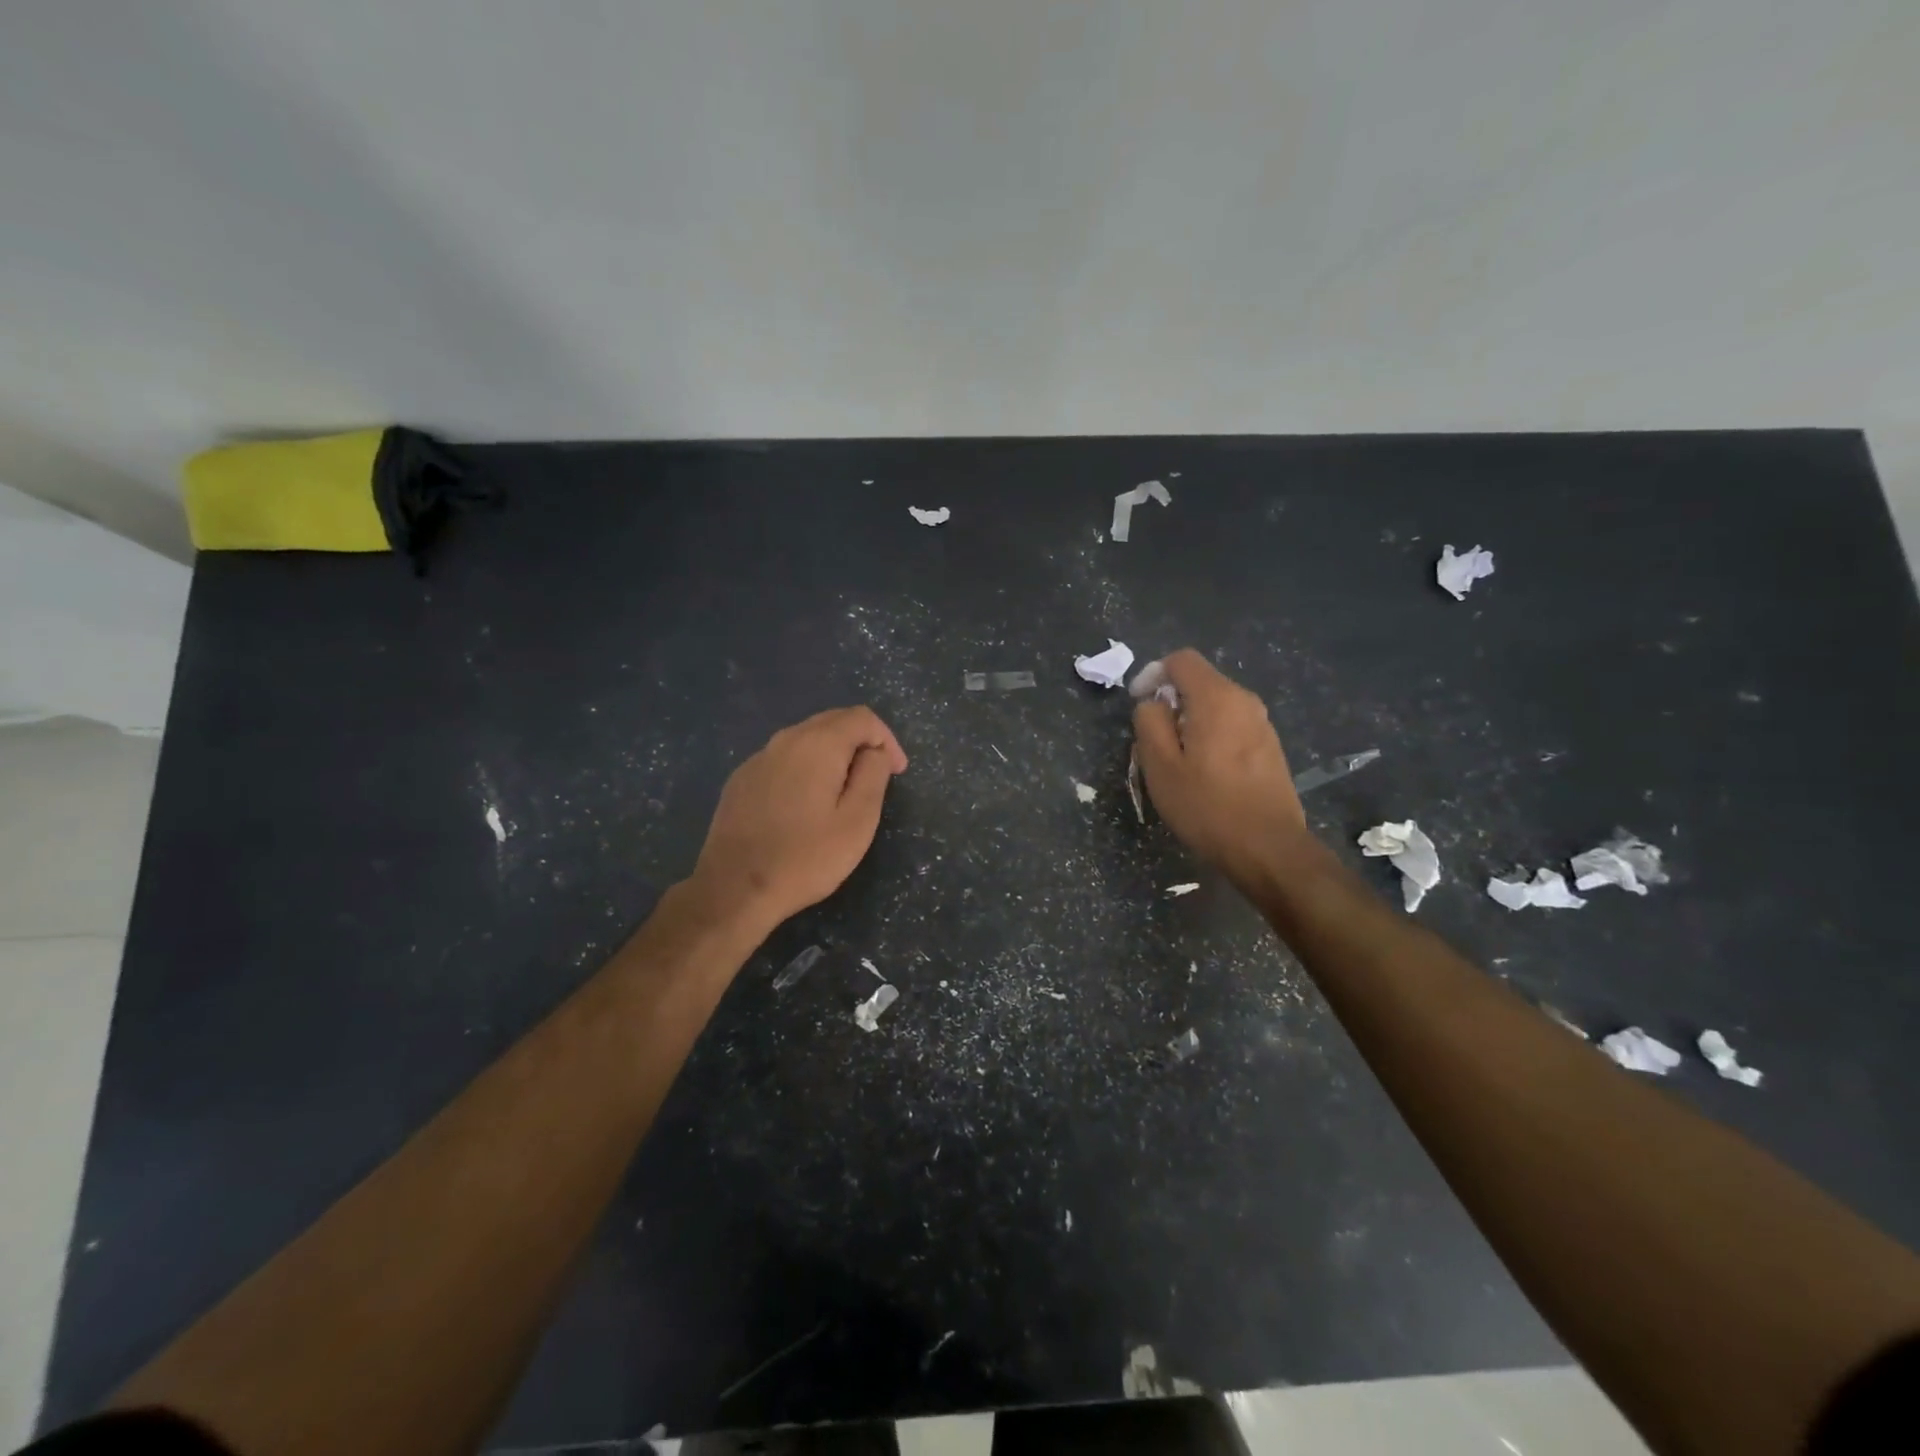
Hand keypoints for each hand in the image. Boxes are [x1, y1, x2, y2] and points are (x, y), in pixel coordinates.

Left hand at [688, 706, 907, 933]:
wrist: (734, 889)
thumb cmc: (806, 858)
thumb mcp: (858, 821)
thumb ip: (873, 776)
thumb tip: (875, 752)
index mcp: (818, 744)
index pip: (862, 718)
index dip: (887, 740)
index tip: (897, 773)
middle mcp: (785, 740)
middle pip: (832, 722)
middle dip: (862, 743)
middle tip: (877, 778)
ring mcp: (758, 759)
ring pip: (806, 740)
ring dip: (833, 756)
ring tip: (843, 792)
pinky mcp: (741, 780)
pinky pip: (783, 760)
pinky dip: (805, 769)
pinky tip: (805, 805)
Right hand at [1132, 649, 1309, 883]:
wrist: (1268, 848)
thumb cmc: (1207, 805)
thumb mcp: (1160, 765)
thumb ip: (1149, 722)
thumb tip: (1153, 703)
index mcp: (1217, 698)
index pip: (1181, 660)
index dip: (1152, 674)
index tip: (1139, 704)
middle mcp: (1245, 701)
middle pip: (1199, 683)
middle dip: (1171, 702)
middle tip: (1153, 740)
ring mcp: (1262, 725)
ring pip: (1216, 707)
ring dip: (1190, 722)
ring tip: (1177, 761)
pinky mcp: (1270, 748)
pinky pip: (1232, 727)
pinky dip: (1211, 737)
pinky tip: (1204, 774)